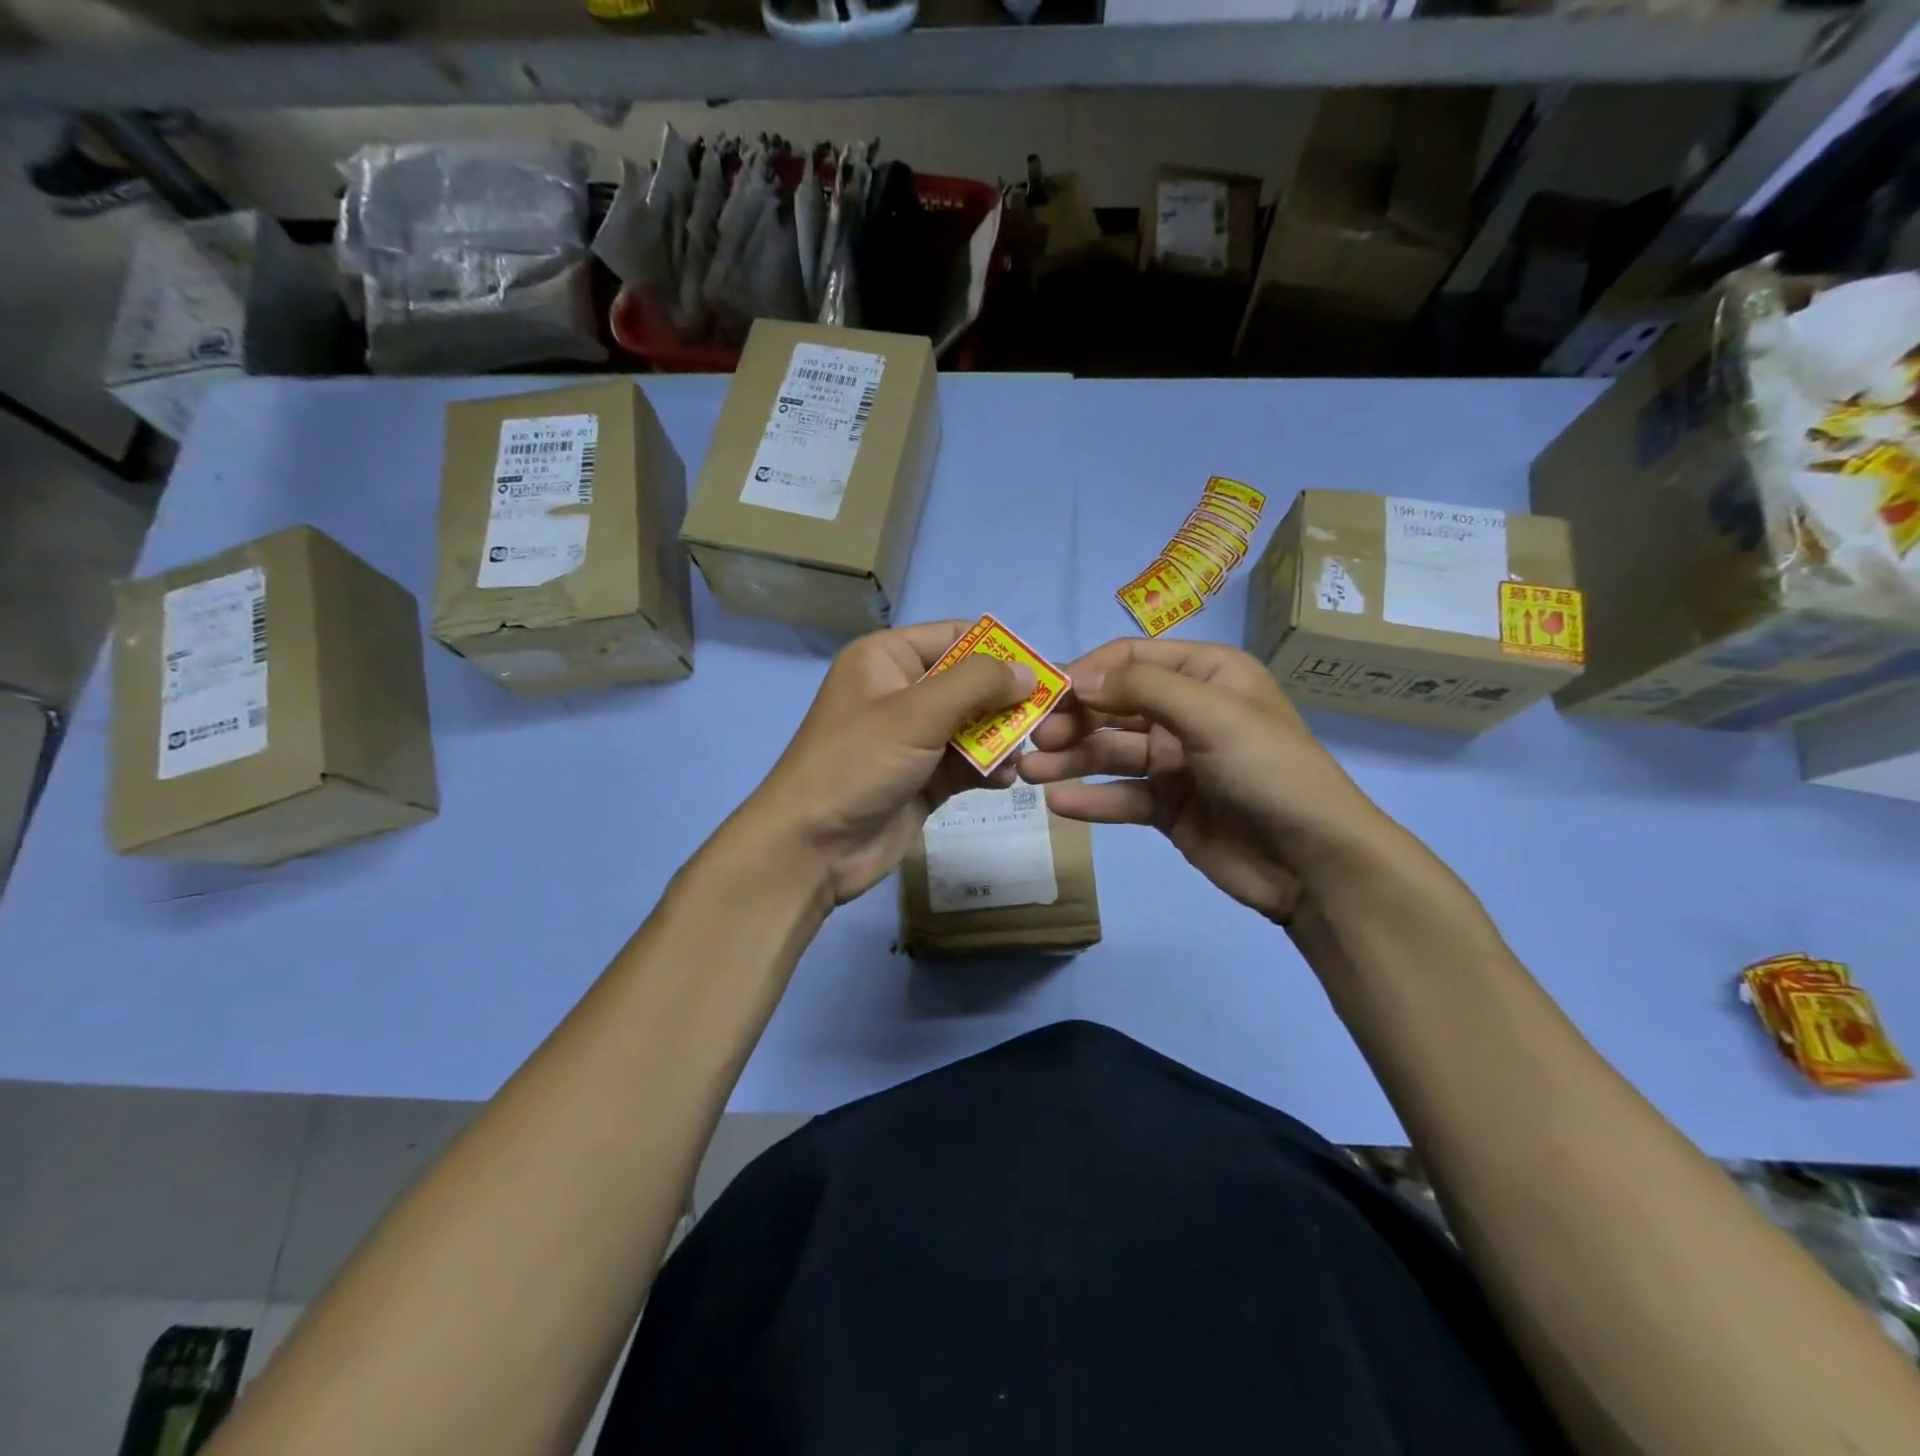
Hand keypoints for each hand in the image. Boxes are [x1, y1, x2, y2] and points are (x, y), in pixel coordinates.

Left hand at [745, 620, 1035, 905]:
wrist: (812, 847)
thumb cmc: (858, 763)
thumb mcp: (917, 712)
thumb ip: (977, 684)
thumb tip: (1027, 672)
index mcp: (887, 659)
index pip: (955, 637)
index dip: (999, 650)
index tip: (1044, 671)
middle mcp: (901, 692)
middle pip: (969, 683)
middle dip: (1007, 700)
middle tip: (1047, 719)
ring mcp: (913, 738)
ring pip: (973, 726)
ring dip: (1002, 738)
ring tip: (1027, 754)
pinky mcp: (923, 778)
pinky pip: (967, 764)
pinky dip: (988, 769)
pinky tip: (1007, 780)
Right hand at [1018, 638, 1390, 922]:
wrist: (1313, 862)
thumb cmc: (1268, 770)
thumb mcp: (1212, 714)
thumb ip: (1143, 689)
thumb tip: (1079, 679)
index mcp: (1206, 675)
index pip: (1131, 660)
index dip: (1087, 673)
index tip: (1047, 695)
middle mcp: (1187, 712)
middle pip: (1114, 706)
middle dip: (1072, 720)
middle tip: (1034, 740)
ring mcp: (1176, 762)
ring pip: (1111, 752)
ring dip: (1070, 760)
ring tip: (1029, 772)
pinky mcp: (1168, 807)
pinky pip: (1122, 796)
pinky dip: (1091, 799)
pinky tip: (1059, 804)